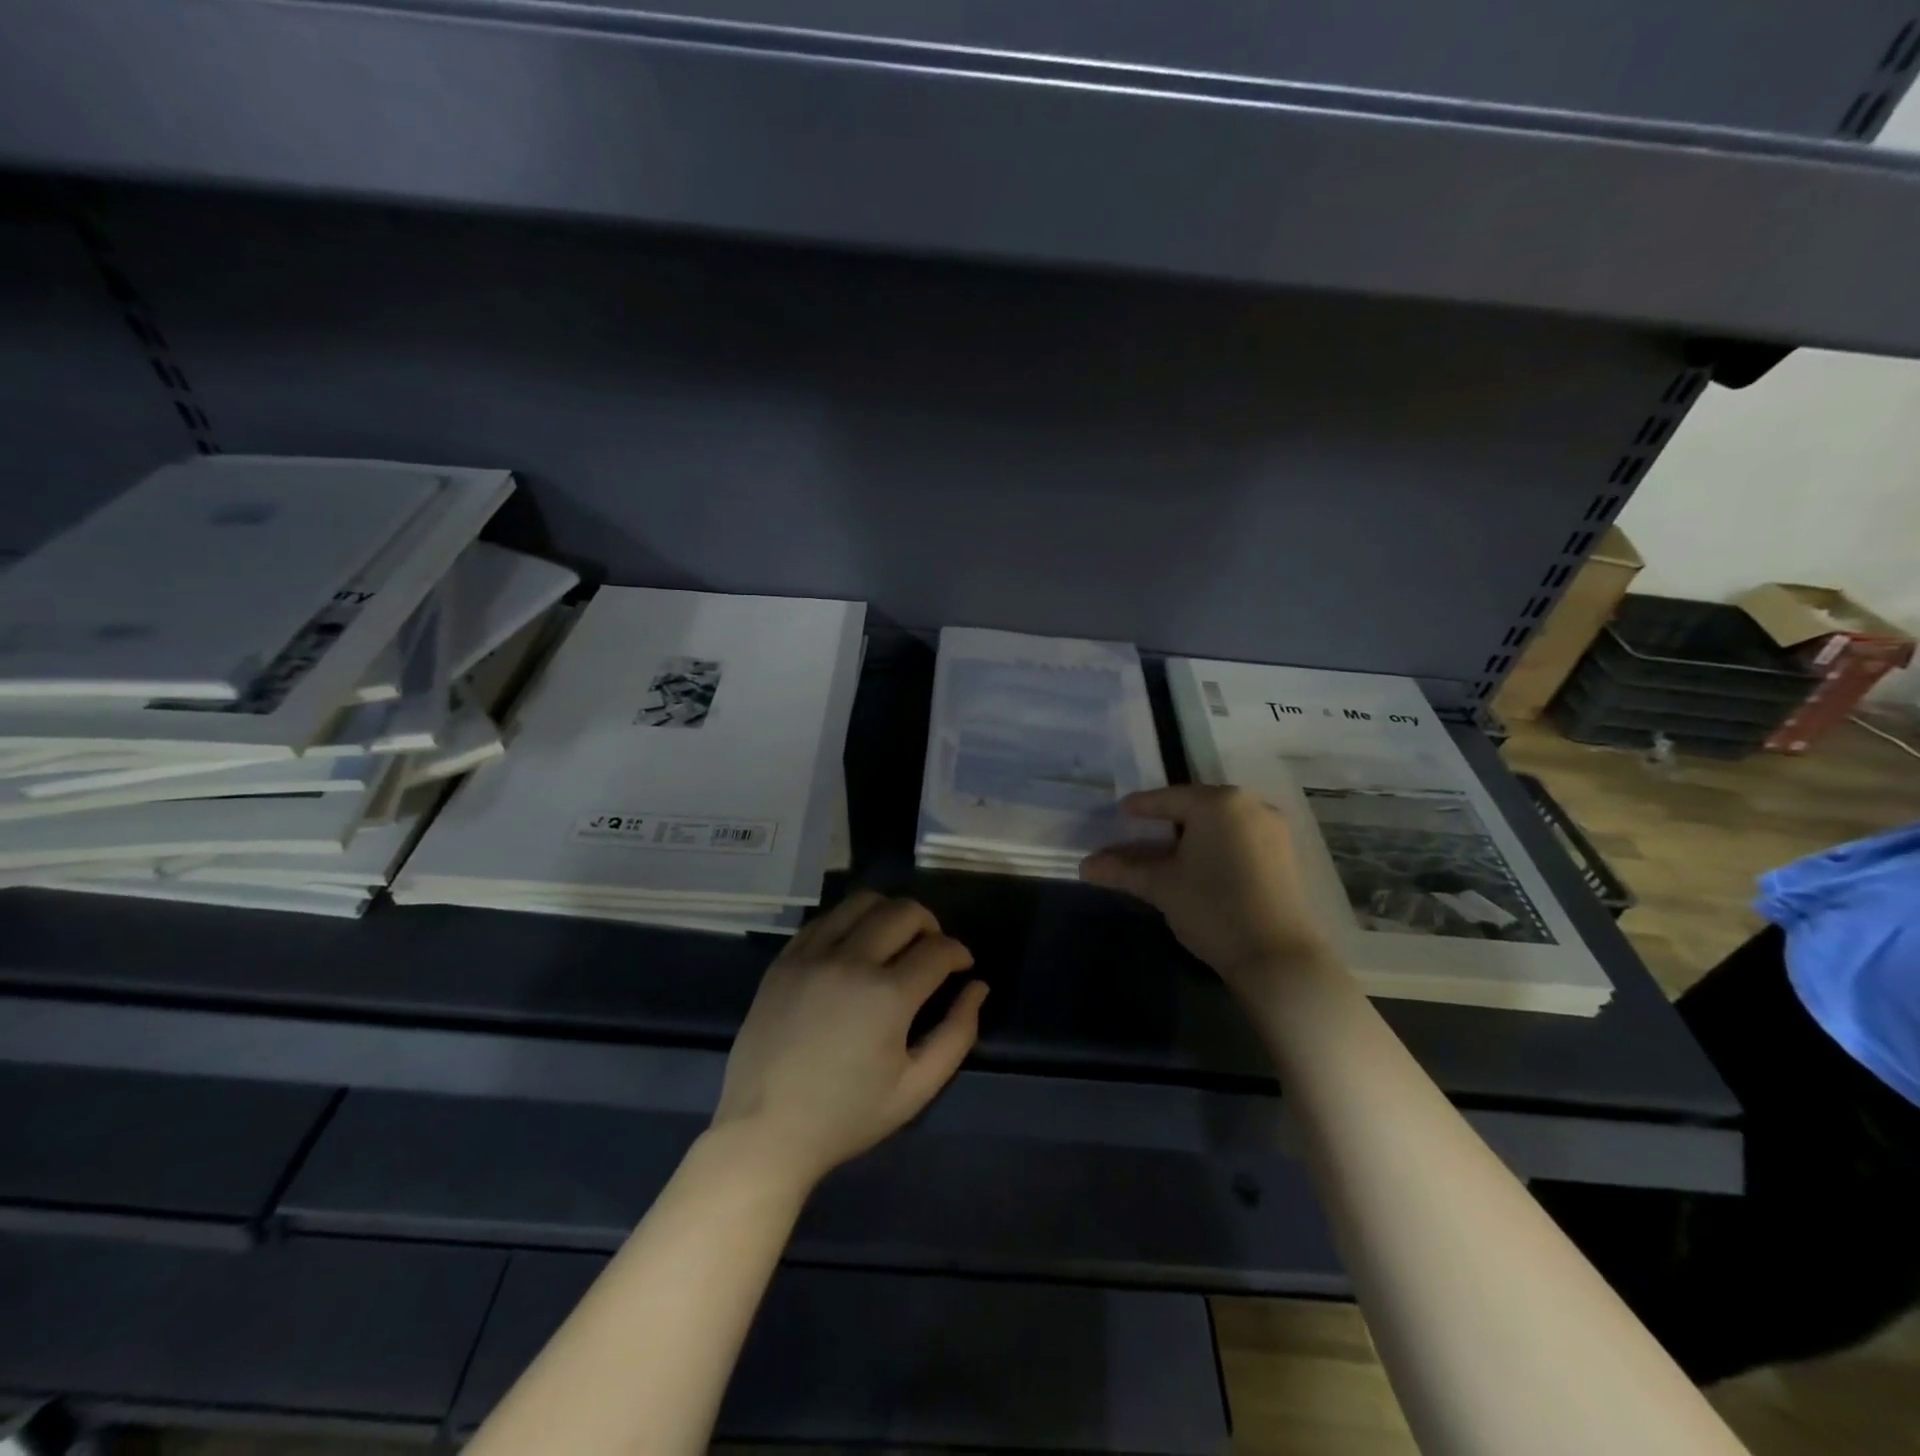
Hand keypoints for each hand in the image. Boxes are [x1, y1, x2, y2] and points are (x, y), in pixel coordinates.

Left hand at [711, 891, 986, 1191]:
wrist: (764, 1130)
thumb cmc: (847, 1115)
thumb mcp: (916, 1088)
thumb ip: (957, 1033)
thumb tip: (977, 987)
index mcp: (888, 996)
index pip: (938, 949)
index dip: (959, 953)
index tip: (961, 966)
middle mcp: (851, 961)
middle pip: (904, 911)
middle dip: (930, 924)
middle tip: (931, 950)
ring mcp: (812, 956)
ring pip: (863, 902)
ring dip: (889, 913)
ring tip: (894, 939)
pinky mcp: (785, 959)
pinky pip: (825, 918)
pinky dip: (850, 921)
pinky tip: (854, 946)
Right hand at [1080, 785, 1333, 998]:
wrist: (1278, 959)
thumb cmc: (1213, 909)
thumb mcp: (1161, 886)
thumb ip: (1122, 869)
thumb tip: (1085, 865)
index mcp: (1218, 802)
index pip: (1167, 798)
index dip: (1140, 808)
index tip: (1119, 813)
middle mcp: (1250, 805)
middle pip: (1195, 808)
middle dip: (1166, 822)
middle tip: (1140, 834)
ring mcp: (1273, 830)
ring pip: (1219, 824)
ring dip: (1192, 836)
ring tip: (1167, 853)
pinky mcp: (1285, 855)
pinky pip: (1239, 839)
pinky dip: (1216, 847)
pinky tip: (1200, 867)